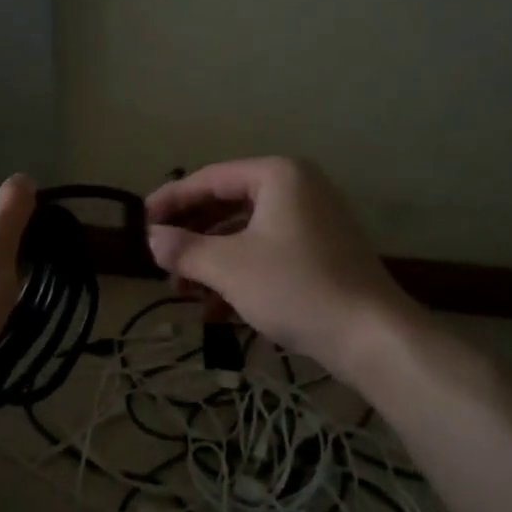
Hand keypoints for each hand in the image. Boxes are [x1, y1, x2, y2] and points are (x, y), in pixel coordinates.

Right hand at [145, 157, 422, 373]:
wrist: (371, 335)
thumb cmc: (295, 287)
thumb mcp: (229, 267)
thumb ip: (184, 249)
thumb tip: (151, 238)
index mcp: (278, 176)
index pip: (210, 179)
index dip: (171, 200)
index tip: (141, 222)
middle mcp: (298, 189)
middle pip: (227, 206)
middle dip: (191, 237)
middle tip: (160, 260)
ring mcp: (313, 223)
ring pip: (245, 234)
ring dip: (210, 261)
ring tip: (181, 291)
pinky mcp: (320, 255)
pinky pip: (267, 254)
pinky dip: (238, 275)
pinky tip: (213, 310)